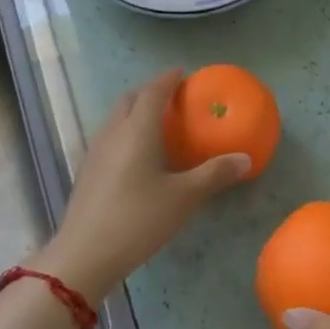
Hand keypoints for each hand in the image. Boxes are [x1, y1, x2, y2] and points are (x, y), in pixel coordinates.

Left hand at [33, 70, 250, 300]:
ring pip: (116, 117)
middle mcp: (113, 133)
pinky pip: (109, 136)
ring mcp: (95, 152)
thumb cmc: (137, 220)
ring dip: (135, 111)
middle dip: (150, 91)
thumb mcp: (183, 198)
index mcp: (137, 130)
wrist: (84, 256)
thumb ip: (214, 174)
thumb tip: (245, 158)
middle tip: (172, 96)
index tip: (183, 72)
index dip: (168, 78)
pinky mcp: (87, 172)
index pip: (153, 91)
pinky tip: (136, 154)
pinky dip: (125, 131)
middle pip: (130, 99)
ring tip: (157, 122)